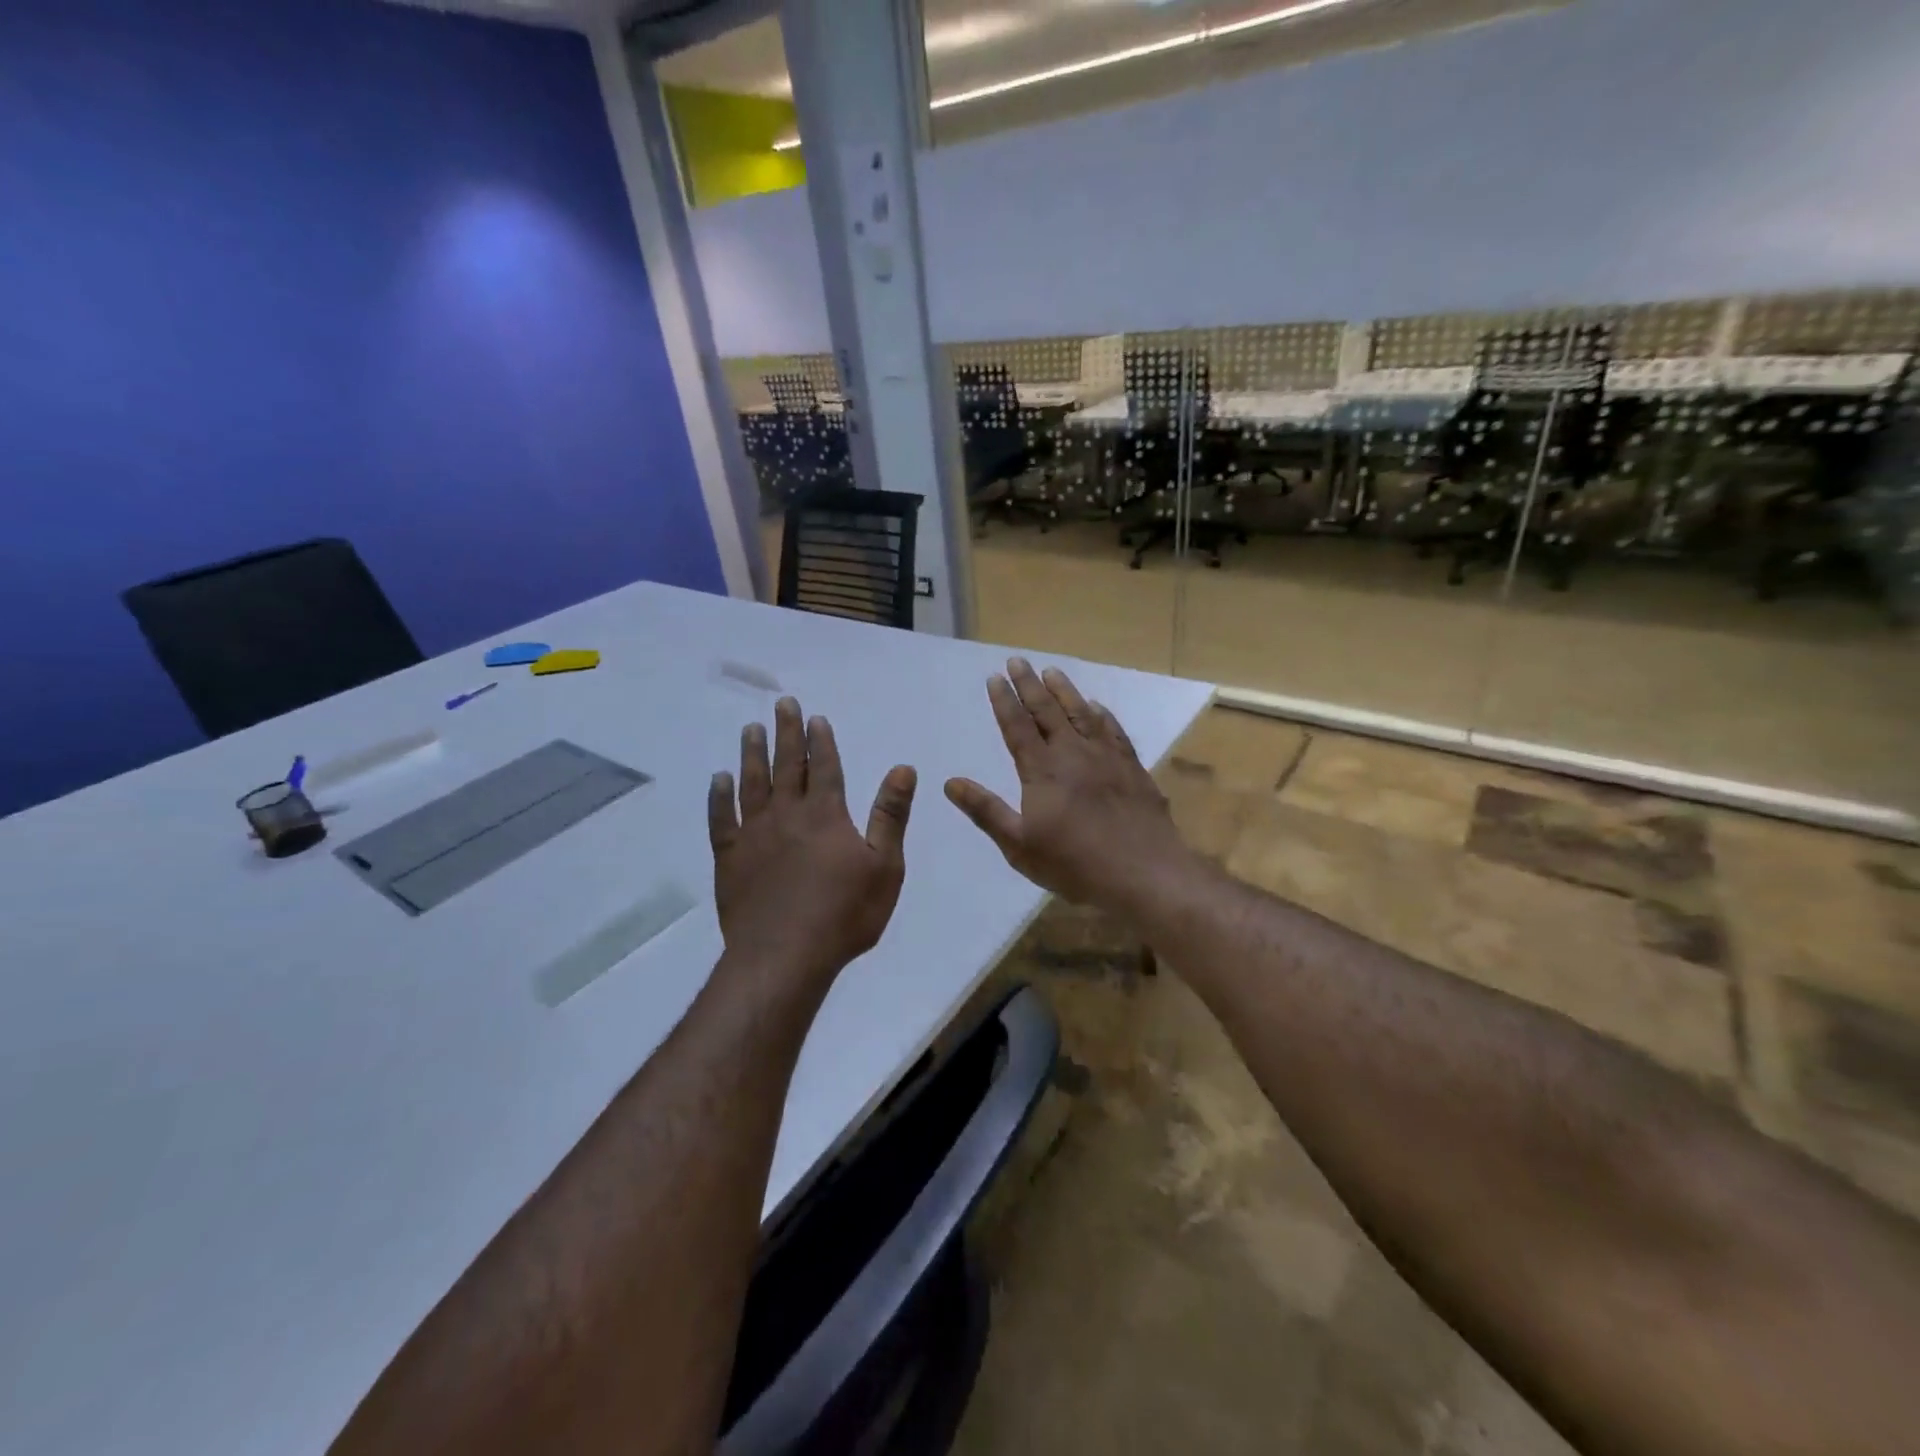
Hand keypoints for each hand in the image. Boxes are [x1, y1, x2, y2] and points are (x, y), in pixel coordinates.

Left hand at [709, 697, 917, 988]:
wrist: (784, 956)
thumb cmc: (844, 914)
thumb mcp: (884, 866)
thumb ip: (890, 815)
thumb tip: (903, 768)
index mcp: (826, 814)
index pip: (824, 766)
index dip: (820, 740)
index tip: (815, 717)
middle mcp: (787, 814)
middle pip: (786, 764)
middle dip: (786, 732)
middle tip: (781, 704)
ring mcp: (753, 834)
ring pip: (751, 783)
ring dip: (752, 754)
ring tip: (750, 729)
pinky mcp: (729, 857)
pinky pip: (721, 818)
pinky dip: (719, 796)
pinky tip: (718, 779)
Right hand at [944, 659, 1193, 914]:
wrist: (1143, 872)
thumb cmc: (1074, 864)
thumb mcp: (1019, 845)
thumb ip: (986, 810)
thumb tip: (950, 783)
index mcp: (1042, 771)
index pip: (1017, 726)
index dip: (1004, 701)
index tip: (994, 676)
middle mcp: (1072, 754)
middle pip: (1047, 711)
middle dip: (1029, 684)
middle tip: (1018, 660)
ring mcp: (1106, 757)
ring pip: (1081, 713)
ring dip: (1065, 691)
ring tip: (1052, 671)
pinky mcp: (1132, 767)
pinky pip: (1114, 730)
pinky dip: (1102, 715)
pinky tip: (1097, 707)